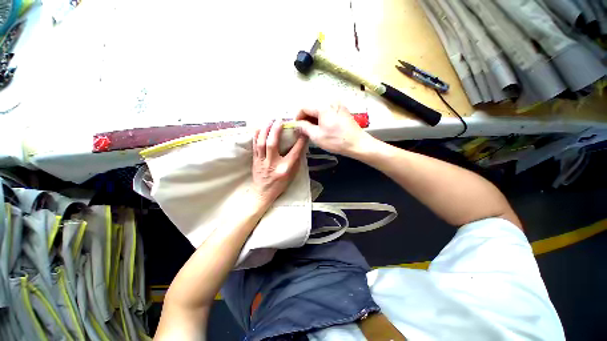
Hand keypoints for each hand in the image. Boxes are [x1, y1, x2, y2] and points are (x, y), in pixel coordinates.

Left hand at [251, 120, 306, 207]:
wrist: (263, 193)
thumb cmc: (280, 185)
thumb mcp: (292, 175)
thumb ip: (295, 161)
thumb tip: (299, 147)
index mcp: (284, 168)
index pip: (294, 152)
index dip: (300, 141)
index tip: (303, 132)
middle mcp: (273, 163)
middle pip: (273, 144)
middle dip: (276, 130)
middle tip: (279, 120)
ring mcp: (262, 162)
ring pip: (261, 143)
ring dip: (265, 130)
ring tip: (269, 121)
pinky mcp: (255, 161)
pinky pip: (254, 147)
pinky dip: (256, 136)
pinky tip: (258, 128)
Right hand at [295, 103, 372, 156]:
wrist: (358, 143)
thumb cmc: (336, 141)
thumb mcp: (316, 136)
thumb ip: (304, 127)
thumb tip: (297, 124)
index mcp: (323, 106)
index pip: (304, 107)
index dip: (298, 117)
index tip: (297, 126)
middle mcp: (330, 100)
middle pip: (312, 106)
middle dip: (306, 117)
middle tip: (304, 129)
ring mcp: (338, 104)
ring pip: (319, 108)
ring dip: (313, 117)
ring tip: (313, 129)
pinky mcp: (342, 109)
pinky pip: (327, 110)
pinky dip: (321, 117)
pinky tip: (322, 127)